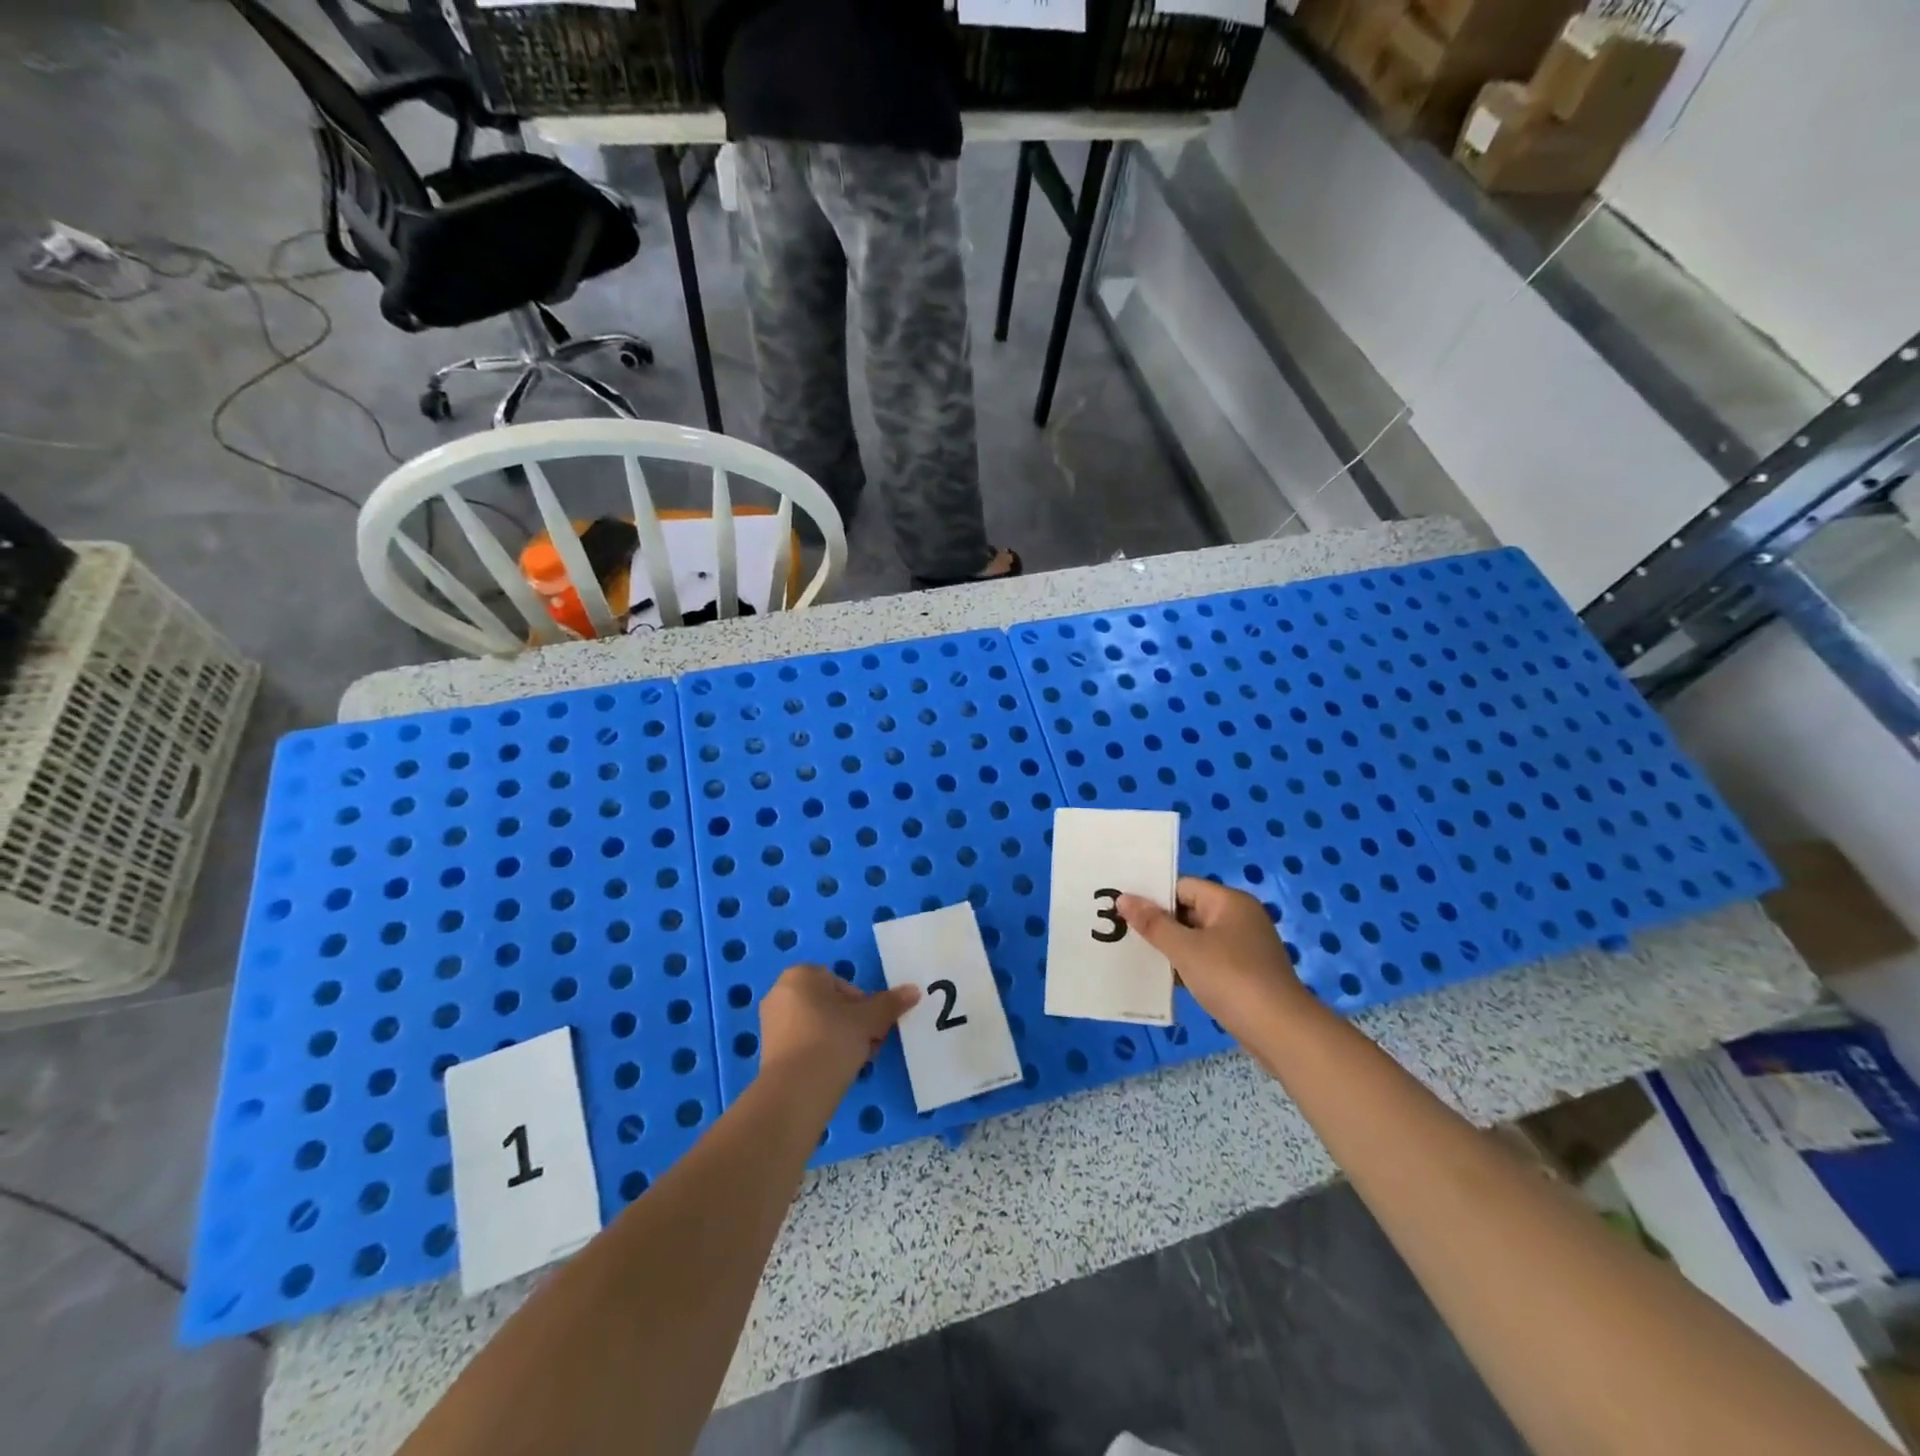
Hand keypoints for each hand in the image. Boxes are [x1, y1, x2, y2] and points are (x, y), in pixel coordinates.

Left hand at [757, 965, 919, 1091]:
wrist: (796, 1091)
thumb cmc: (832, 1040)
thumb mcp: (868, 1020)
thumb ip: (890, 1003)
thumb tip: (914, 990)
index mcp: (800, 975)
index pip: (842, 984)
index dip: (862, 1005)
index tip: (871, 1026)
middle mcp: (781, 992)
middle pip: (830, 1004)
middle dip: (852, 1022)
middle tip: (867, 1044)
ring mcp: (771, 1023)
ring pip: (819, 1025)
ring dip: (839, 1039)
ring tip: (854, 1061)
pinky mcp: (769, 1051)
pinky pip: (804, 1043)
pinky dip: (821, 1053)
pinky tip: (834, 1071)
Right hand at [1117, 878, 1313, 1039]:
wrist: (1281, 1032)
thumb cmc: (1230, 979)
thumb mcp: (1185, 949)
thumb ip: (1153, 923)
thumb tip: (1124, 897)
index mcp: (1229, 902)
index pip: (1182, 886)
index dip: (1153, 896)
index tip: (1123, 909)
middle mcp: (1239, 918)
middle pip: (1189, 911)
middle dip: (1159, 923)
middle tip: (1122, 931)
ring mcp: (1244, 947)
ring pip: (1197, 938)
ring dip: (1171, 947)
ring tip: (1136, 954)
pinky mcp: (1245, 974)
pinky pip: (1207, 960)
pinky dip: (1187, 966)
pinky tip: (1163, 979)